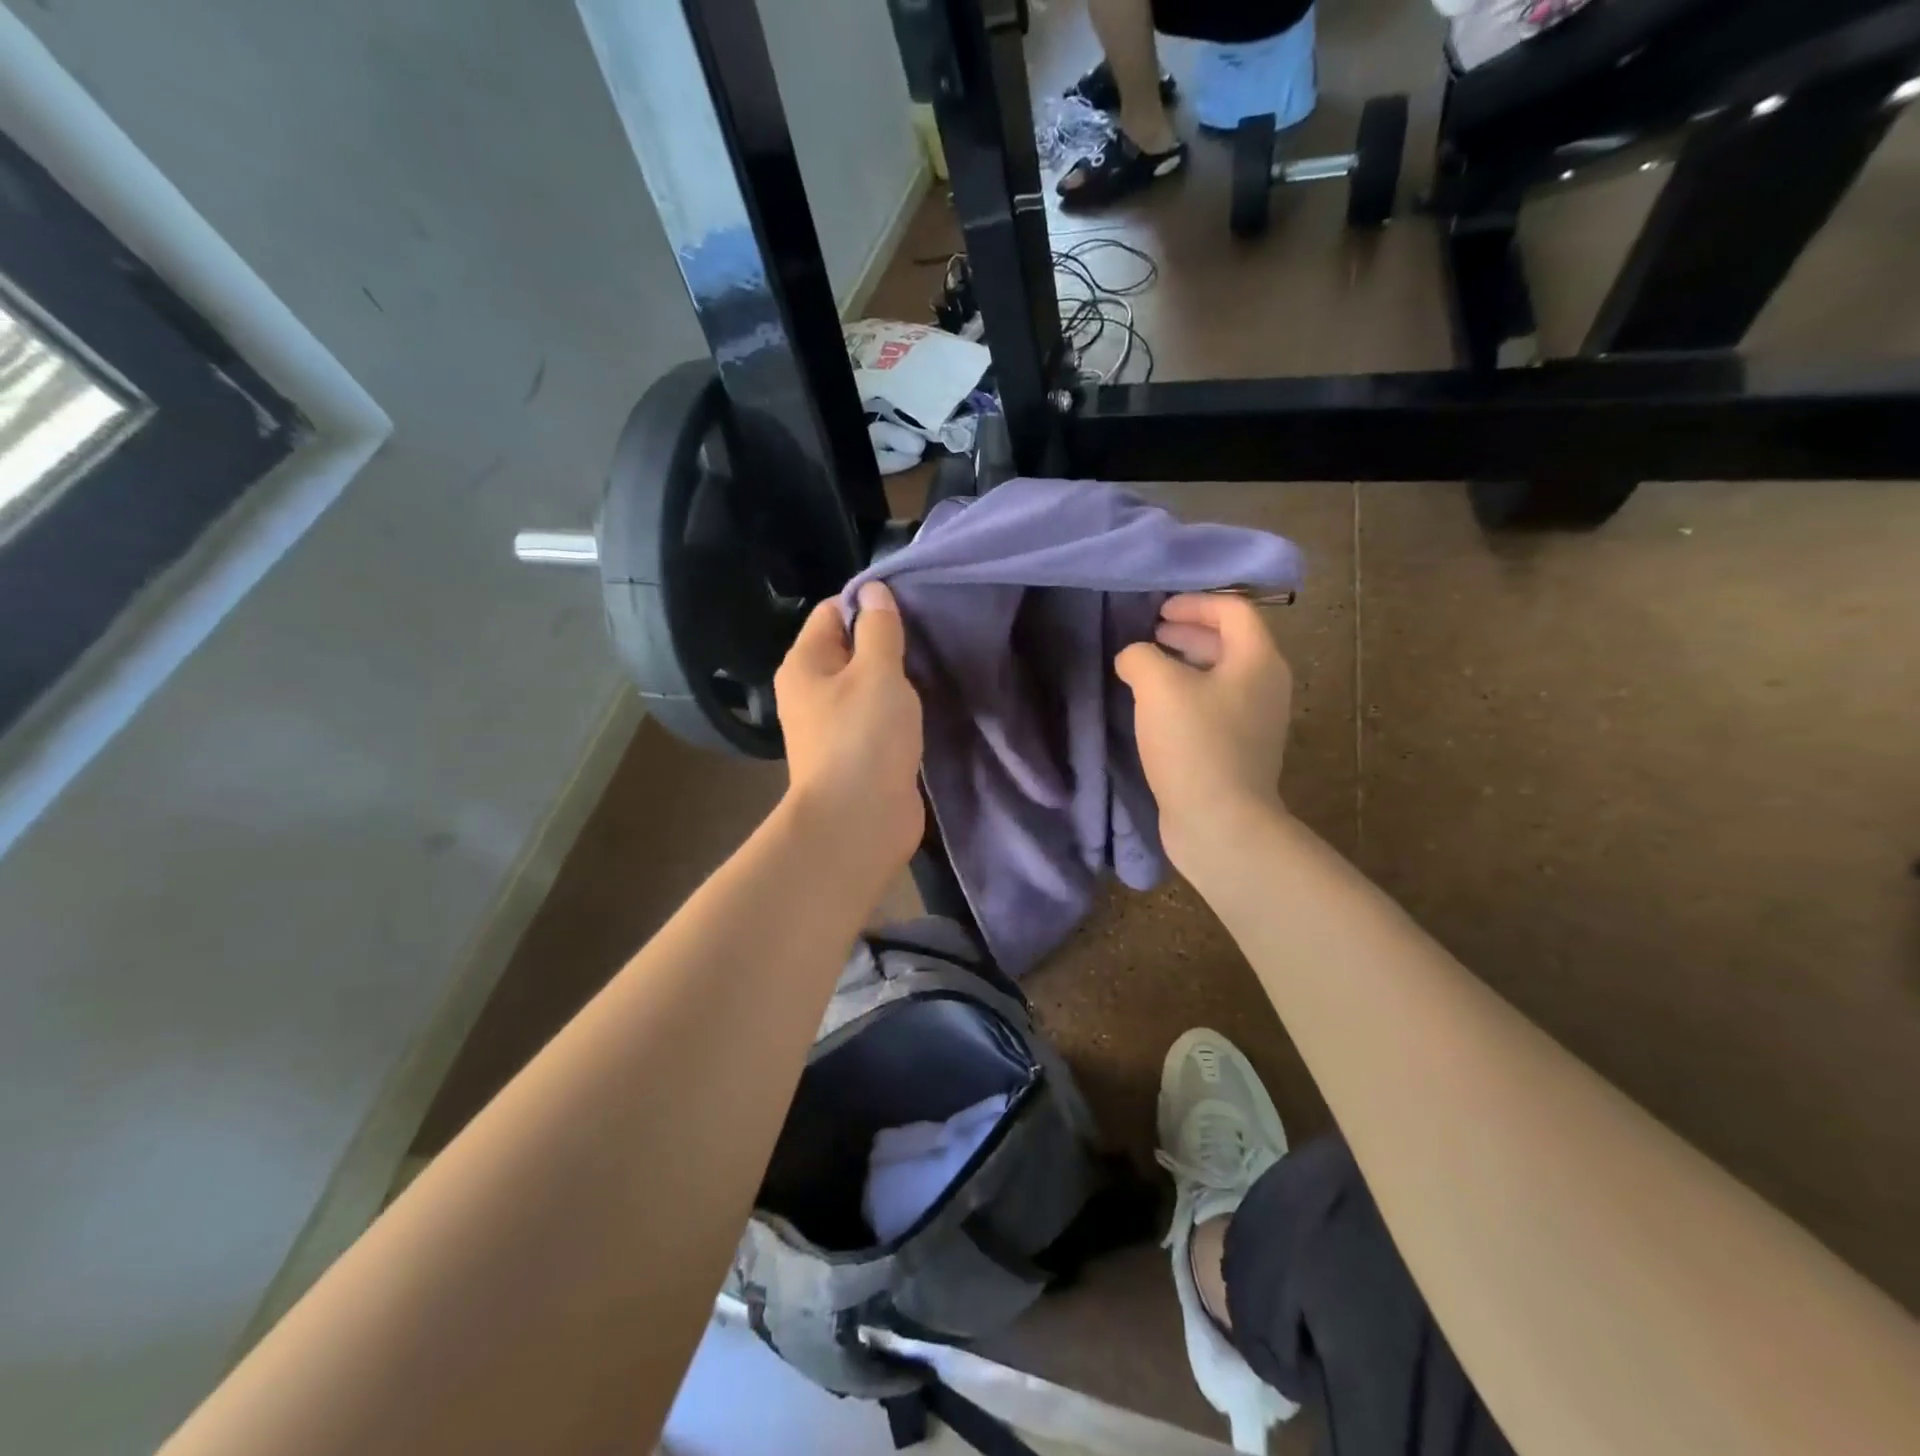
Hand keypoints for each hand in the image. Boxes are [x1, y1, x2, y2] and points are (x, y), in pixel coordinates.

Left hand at [774, 581, 925, 880]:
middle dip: (887, 643)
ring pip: (866, 686)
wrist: (859, 822)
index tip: (911, 609)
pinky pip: (877, 719)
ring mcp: (833, 726)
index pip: (832, 612)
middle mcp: (811, 692)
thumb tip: (873, 590)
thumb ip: (879, 628)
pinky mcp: (856, 754)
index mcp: (805, 664)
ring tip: (931, 672)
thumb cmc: (864, 737)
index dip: (869, 604)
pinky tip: (924, 709)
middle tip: (928, 641)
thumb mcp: (877, 671)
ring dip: (895, 681)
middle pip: (850, 649)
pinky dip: (897, 712)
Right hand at [1115, 594, 1292, 871]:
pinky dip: (1188, 694)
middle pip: (1230, 642)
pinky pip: (1214, 706)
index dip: (1195, 602)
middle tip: (1153, 633)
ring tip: (1149, 669)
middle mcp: (1265, 686)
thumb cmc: (1194, 745)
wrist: (1221, 822)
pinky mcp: (1239, 750)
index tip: (1158, 611)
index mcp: (1257, 660)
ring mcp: (1256, 721)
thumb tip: (1134, 658)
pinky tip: (1157, 710)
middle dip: (1190, 631)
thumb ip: (1141, 657)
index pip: (1234, 610)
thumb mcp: (1158, 687)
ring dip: (1186, 664)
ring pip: (1221, 676)